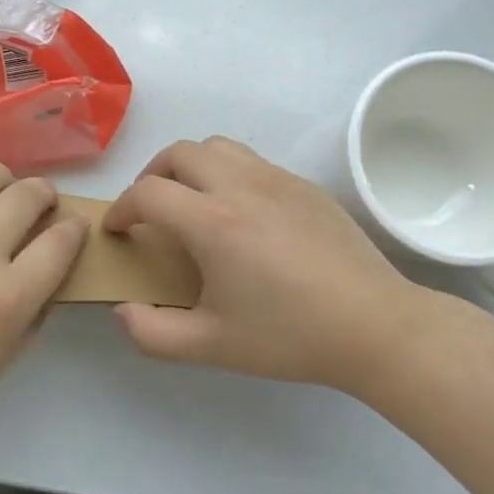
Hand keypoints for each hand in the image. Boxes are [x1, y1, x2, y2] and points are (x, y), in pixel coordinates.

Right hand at [105, 137, 434, 392]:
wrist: (375, 326)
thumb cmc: (290, 336)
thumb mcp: (212, 347)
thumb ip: (153, 333)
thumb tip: (123, 311)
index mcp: (212, 222)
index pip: (147, 193)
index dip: (121, 208)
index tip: (118, 230)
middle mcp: (239, 186)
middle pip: (179, 153)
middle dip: (152, 175)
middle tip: (151, 209)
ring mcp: (275, 179)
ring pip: (216, 146)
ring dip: (190, 165)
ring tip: (191, 199)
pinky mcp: (303, 184)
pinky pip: (251, 161)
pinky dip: (227, 172)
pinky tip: (240, 212)